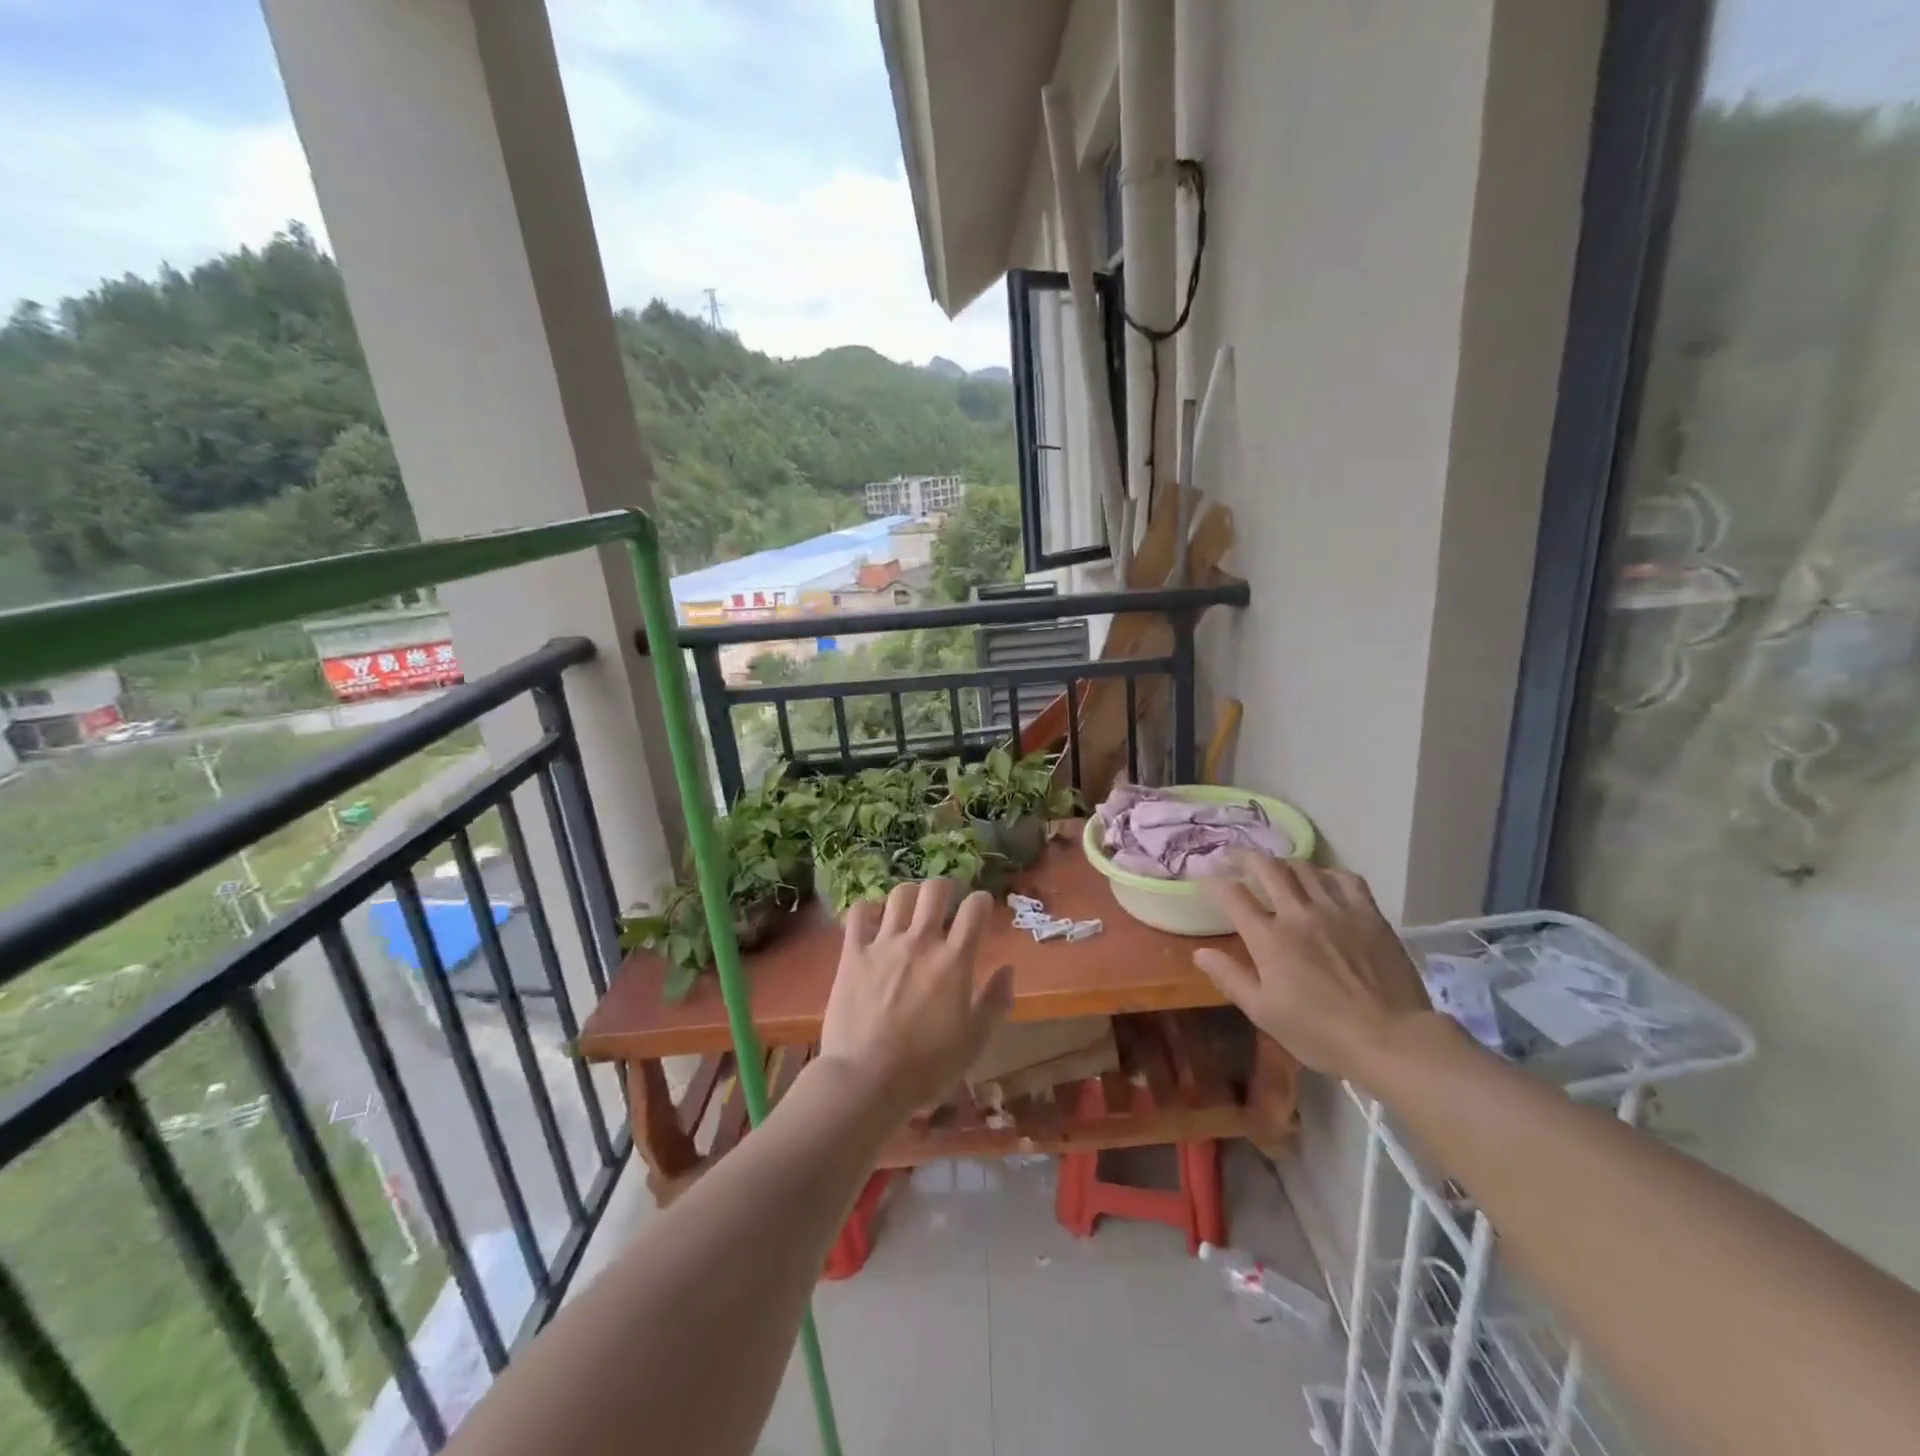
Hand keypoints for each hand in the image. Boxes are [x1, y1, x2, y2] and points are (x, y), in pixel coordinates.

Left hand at [820, 879, 1012, 1114]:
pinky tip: (872, 921)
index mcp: (954, 960)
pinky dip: (867, 910)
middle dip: (945, 888)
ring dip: (909, 897)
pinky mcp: (852, 953)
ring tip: (910, 909)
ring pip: (899, 895)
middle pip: (935, 890)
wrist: (866, 1079)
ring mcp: (883, 944)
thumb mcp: (974, 1041)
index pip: (975, 909)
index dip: (982, 902)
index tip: (981, 908)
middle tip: (945, 900)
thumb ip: (996, 1001)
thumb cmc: (927, 1066)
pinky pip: (858, 913)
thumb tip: (1008, 969)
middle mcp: (920, 941)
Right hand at [1192, 855, 1431, 1082]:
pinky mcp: (1368, 914)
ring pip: (1303, 867)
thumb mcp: (1264, 1013)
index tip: (1208, 880)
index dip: (1214, 883)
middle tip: (1235, 858)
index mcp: (1268, 939)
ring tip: (1278, 869)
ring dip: (1283, 864)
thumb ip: (1230, 978)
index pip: (1232, 895)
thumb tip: (1200, 952)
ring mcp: (1336, 910)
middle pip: (1266, 868)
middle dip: (1244, 858)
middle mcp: (1298, 914)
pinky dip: (1327, 873)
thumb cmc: (1321, 1033)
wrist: (1391, 1040)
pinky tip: (1324, 881)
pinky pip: (1345, 878)